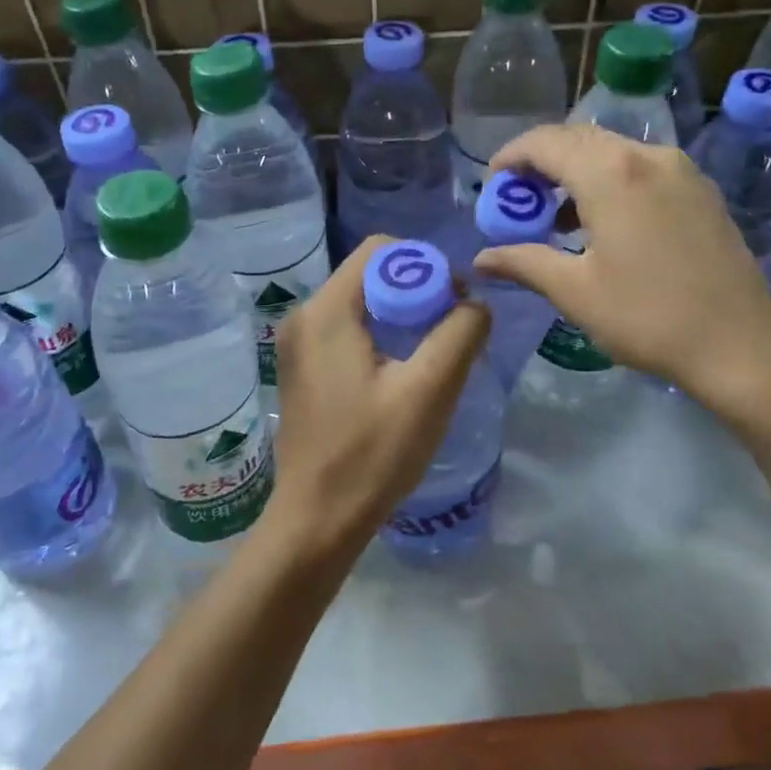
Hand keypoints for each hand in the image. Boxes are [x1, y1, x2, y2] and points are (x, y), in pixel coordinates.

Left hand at [263, 236, 490, 561]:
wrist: (316, 519)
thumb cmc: (372, 454)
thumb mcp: (429, 390)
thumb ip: (460, 333)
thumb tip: (474, 303)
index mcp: (327, 311)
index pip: (381, 250)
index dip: (425, 265)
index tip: (453, 303)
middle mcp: (303, 316)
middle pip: (369, 274)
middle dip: (415, 290)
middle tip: (449, 329)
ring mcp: (296, 343)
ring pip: (359, 302)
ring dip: (399, 314)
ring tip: (430, 352)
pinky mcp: (300, 368)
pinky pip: (345, 329)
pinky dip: (378, 334)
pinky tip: (400, 371)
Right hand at [473, 124, 770, 425]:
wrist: (740, 344)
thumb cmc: (647, 316)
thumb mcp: (575, 291)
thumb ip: (524, 263)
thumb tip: (480, 259)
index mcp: (611, 173)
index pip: (546, 142)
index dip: (512, 156)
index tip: (492, 183)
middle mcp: (647, 156)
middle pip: (580, 138)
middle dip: (542, 161)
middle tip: (518, 197)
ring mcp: (679, 169)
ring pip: (613, 150)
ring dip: (576, 170)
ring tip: (554, 214)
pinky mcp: (700, 189)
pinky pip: (641, 167)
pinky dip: (609, 179)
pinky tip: (601, 220)